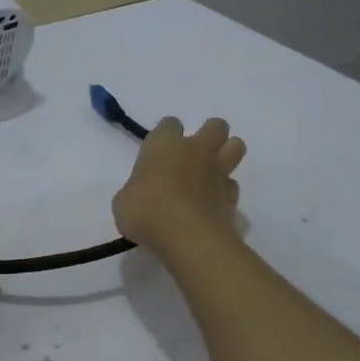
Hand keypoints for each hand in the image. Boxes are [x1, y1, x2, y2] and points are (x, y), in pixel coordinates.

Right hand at [113, 117, 245, 252]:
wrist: (186, 236)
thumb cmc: (146, 212)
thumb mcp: (124, 202)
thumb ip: (136, 191)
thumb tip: (141, 197)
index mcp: (164, 145)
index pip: (169, 124)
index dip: (165, 135)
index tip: (158, 152)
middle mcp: (196, 150)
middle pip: (216, 126)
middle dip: (209, 135)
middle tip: (194, 156)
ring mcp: (218, 172)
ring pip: (236, 146)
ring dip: (227, 154)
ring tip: (211, 173)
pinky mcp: (232, 196)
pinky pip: (233, 185)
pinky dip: (225, 192)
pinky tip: (213, 204)